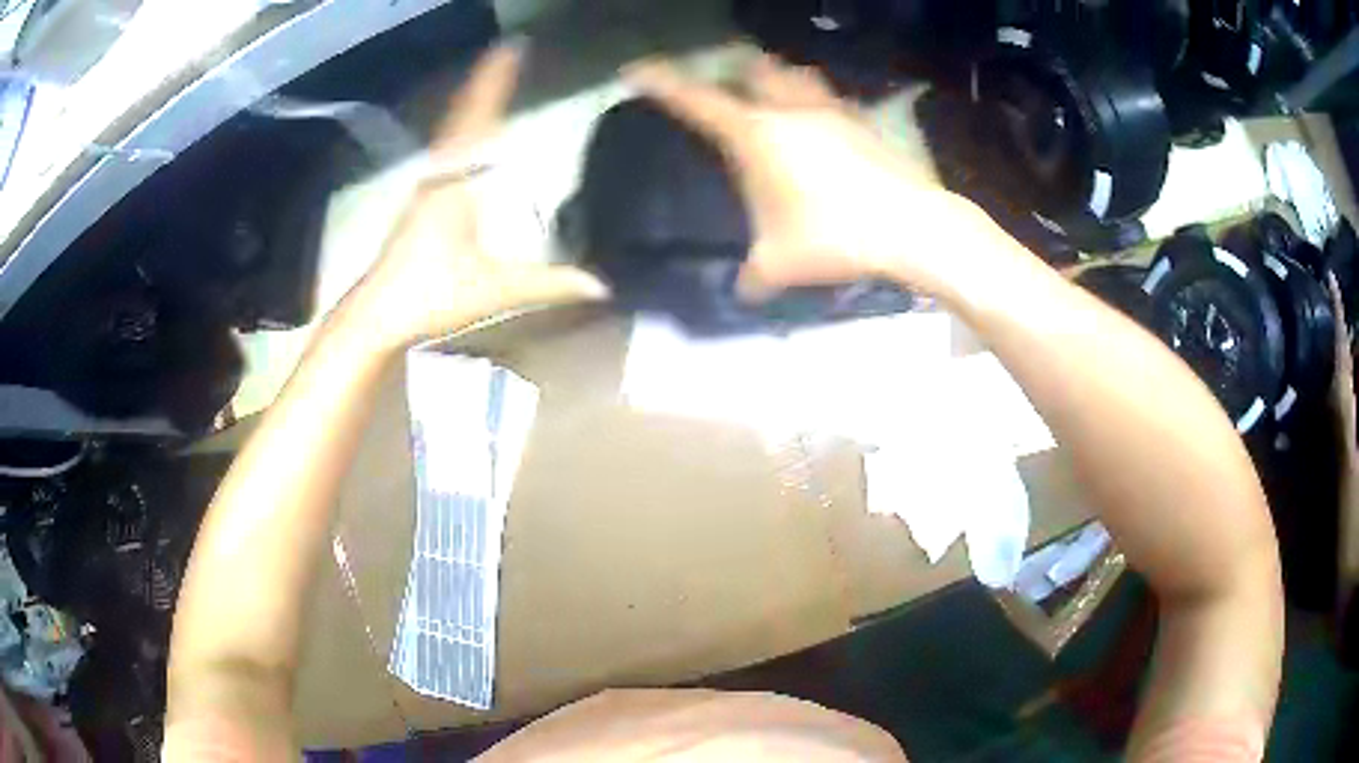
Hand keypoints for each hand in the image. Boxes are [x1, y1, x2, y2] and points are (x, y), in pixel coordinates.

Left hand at [356, 43, 607, 348]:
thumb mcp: (493, 290)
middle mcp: (438, 175)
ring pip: (451, 132)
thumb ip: (548, 284)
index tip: (511, 48)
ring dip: (472, 102)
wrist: (375, 316)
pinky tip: (470, 133)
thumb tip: (601, 285)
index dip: (495, 83)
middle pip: (462, 116)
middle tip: (507, 52)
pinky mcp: (421, 201)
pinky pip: (446, 150)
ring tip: (493, 79)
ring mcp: (426, 186)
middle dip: (485, 82)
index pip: (479, 121)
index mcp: (455, 184)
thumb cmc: (429, 295)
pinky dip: (462, 128)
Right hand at [626, 54, 994, 301]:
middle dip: (730, 68)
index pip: (696, 101)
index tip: (636, 71)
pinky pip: (826, 97)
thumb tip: (741, 290)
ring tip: (767, 94)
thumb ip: (752, 276)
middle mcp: (790, 109)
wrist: (913, 227)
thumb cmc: (837, 237)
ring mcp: (830, 110)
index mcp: (757, 134)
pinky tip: (815, 124)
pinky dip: (810, 99)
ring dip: (774, 77)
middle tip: (720, 85)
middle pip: (752, 67)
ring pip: (794, 74)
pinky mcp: (861, 122)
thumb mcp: (781, 264)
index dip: (661, 83)